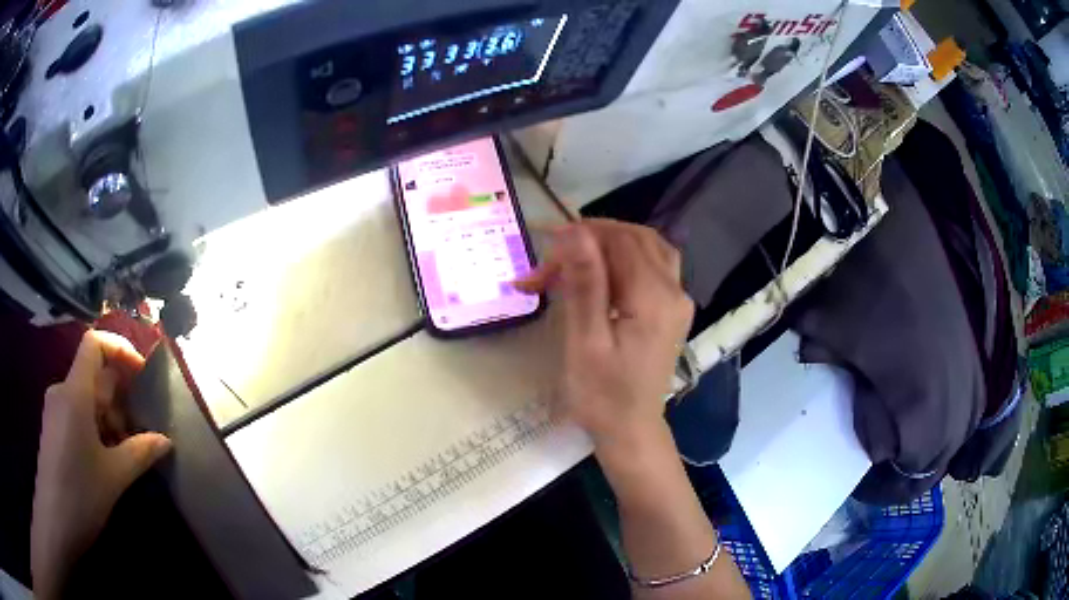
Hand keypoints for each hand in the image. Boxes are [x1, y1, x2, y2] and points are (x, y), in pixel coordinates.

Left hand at [32, 331, 171, 599]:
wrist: (55, 520)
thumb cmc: (80, 494)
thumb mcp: (114, 477)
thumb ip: (140, 453)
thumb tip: (165, 440)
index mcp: (75, 393)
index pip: (94, 344)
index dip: (119, 348)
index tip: (142, 372)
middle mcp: (62, 391)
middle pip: (94, 376)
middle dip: (119, 398)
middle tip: (141, 429)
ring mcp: (56, 409)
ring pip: (87, 398)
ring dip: (109, 417)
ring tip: (127, 451)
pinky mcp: (54, 427)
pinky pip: (77, 413)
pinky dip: (96, 427)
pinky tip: (107, 458)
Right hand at [516, 219, 693, 448]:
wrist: (631, 431)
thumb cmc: (602, 396)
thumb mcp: (586, 342)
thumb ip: (586, 284)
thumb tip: (576, 232)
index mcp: (654, 298)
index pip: (621, 240)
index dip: (583, 233)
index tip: (546, 245)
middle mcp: (675, 291)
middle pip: (636, 238)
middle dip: (593, 239)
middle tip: (554, 258)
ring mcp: (678, 300)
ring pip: (648, 247)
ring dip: (610, 244)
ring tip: (576, 258)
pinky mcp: (673, 309)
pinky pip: (653, 266)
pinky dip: (625, 258)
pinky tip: (603, 272)